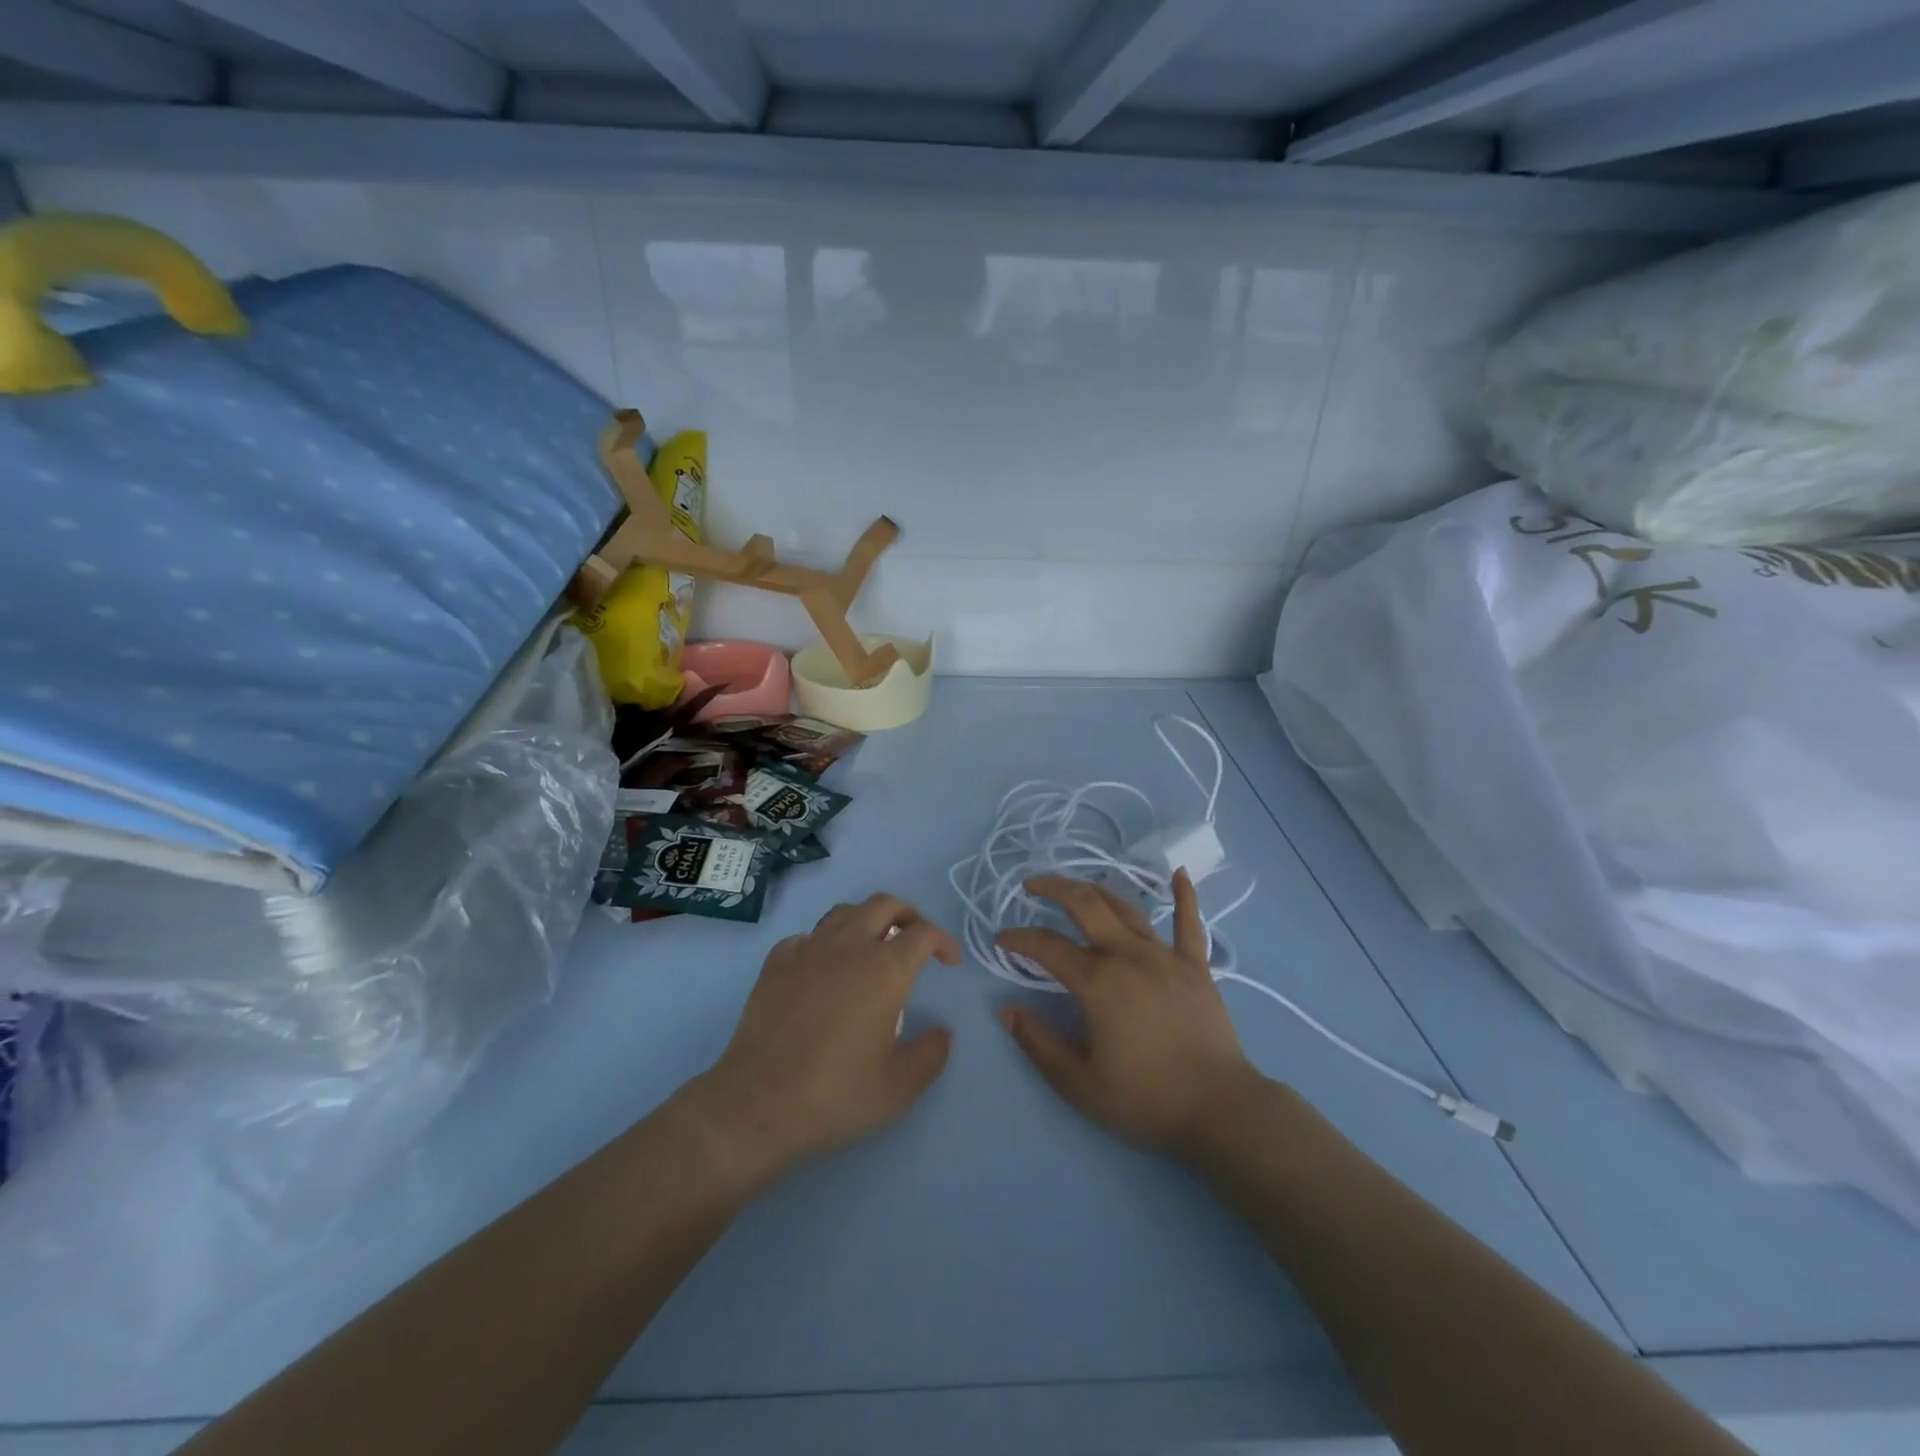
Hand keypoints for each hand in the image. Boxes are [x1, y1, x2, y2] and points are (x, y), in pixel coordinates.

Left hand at [687, 894, 960, 1189]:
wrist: (757, 1104)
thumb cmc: (835, 1094)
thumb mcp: (898, 1088)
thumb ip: (930, 1055)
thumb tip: (943, 1033)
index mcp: (885, 970)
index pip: (923, 933)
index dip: (943, 941)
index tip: (949, 962)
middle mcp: (849, 947)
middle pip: (884, 904)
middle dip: (907, 914)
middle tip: (914, 939)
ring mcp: (808, 951)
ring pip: (843, 912)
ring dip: (865, 920)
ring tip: (871, 946)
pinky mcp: (775, 965)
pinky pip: (805, 937)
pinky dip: (821, 942)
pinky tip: (821, 967)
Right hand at [996, 871, 1266, 1160]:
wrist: (1220, 1110)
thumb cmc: (1146, 1099)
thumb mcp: (1080, 1083)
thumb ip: (1038, 1044)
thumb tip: (1005, 1010)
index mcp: (1098, 982)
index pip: (1047, 947)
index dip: (1018, 939)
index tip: (1001, 939)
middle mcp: (1129, 956)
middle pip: (1086, 905)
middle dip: (1053, 888)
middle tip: (1031, 886)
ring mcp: (1166, 956)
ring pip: (1126, 908)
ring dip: (1096, 890)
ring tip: (1076, 887)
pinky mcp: (1196, 966)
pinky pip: (1189, 923)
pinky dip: (1184, 896)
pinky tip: (1179, 873)